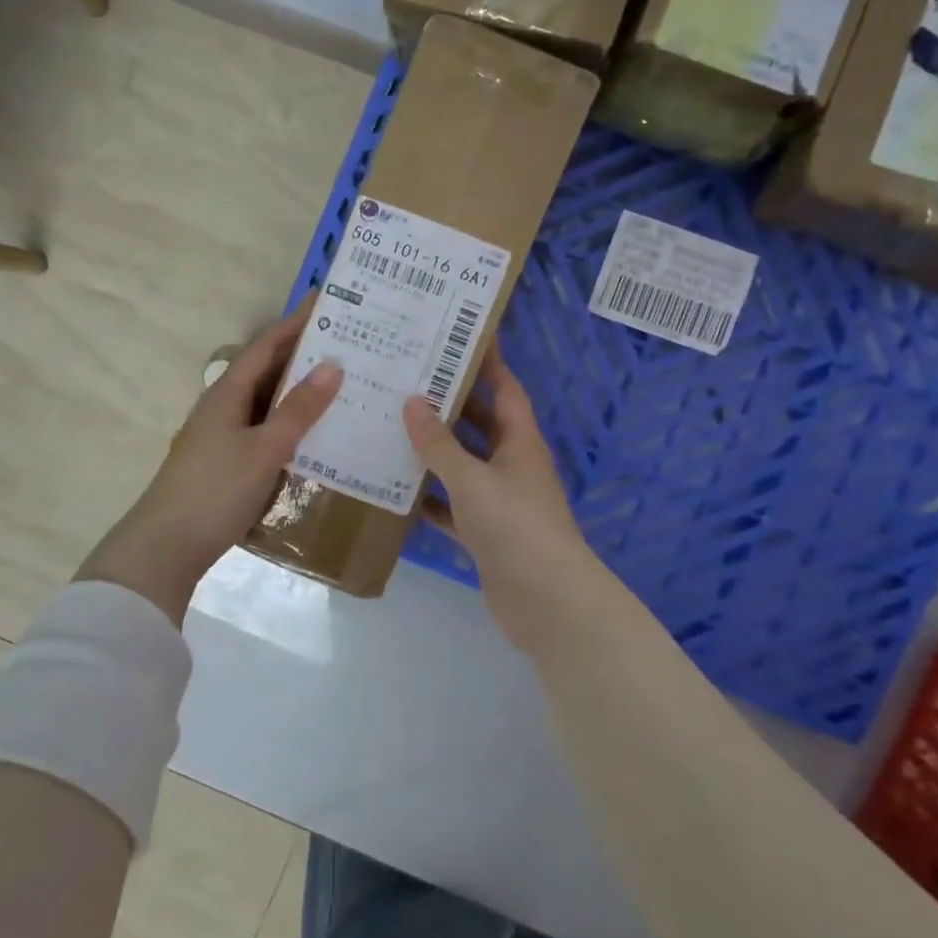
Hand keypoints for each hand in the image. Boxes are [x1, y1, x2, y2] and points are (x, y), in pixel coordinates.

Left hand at [76, 302, 340, 624]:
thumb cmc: (215, 489)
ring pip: (269, 401)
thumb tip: (332, 365)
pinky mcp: (229, 461)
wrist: (166, 547)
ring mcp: (225, 435)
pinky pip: (267, 429)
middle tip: (348, 343)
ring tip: (343, 382)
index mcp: (228, 392)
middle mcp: (225, 406)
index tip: (328, 301)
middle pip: (268, 370)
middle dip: (304, 354)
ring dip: (300, 390)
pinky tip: (317, 432)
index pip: (267, 345)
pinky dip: (292, 423)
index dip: (296, 322)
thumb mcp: (264, 448)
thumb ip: (298, 410)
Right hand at [401, 350, 596, 651]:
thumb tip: (412, 403)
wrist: (545, 600)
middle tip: (406, 381)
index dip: (487, 363)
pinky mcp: (486, 533)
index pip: (504, 389)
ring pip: (463, 465)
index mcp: (519, 441)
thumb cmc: (514, 526)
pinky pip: (453, 506)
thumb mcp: (472, 478)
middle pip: (479, 424)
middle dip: (448, 404)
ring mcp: (500, 501)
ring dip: (434, 451)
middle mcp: (512, 465)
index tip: (457, 337)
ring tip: (391, 427)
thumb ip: (439, 444)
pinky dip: (431, 498)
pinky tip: (397, 489)